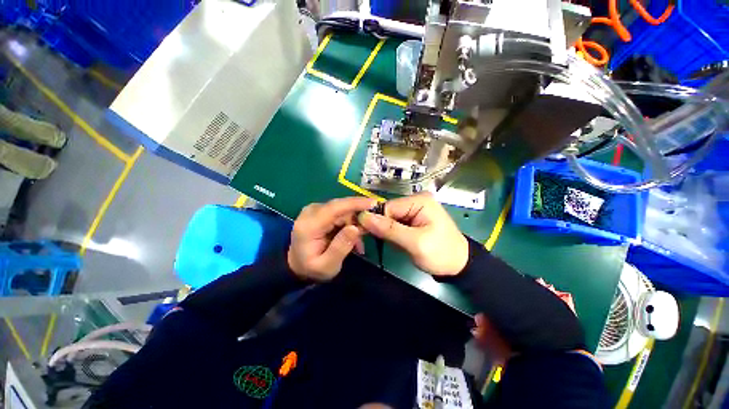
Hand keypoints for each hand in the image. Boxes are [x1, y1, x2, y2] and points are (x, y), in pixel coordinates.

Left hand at [288, 197, 375, 281]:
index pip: (334, 208)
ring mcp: (315, 209)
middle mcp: (311, 212)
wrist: (296, 265)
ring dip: (354, 221)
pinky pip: (339, 211)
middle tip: (371, 229)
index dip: (355, 204)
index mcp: (309, 225)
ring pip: (342, 208)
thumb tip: (355, 228)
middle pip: (341, 207)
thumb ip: (340, 247)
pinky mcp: (319, 210)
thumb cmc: (311, 268)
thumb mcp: (327, 266)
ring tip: (359, 240)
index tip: (374, 203)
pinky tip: (352, 235)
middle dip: (358, 215)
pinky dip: (349, 221)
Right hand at [358, 192, 468, 275]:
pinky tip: (399, 242)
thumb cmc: (441, 254)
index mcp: (419, 201)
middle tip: (387, 243)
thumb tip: (364, 217)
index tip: (372, 236)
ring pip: (390, 218)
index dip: (378, 221)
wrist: (458, 265)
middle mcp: (416, 201)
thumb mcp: (415, 243)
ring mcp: (415, 209)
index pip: (388, 207)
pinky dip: (393, 234)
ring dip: (388, 232)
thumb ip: (390, 229)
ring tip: (397, 244)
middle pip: (388, 212)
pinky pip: (395, 223)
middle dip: (383, 228)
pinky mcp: (413, 218)